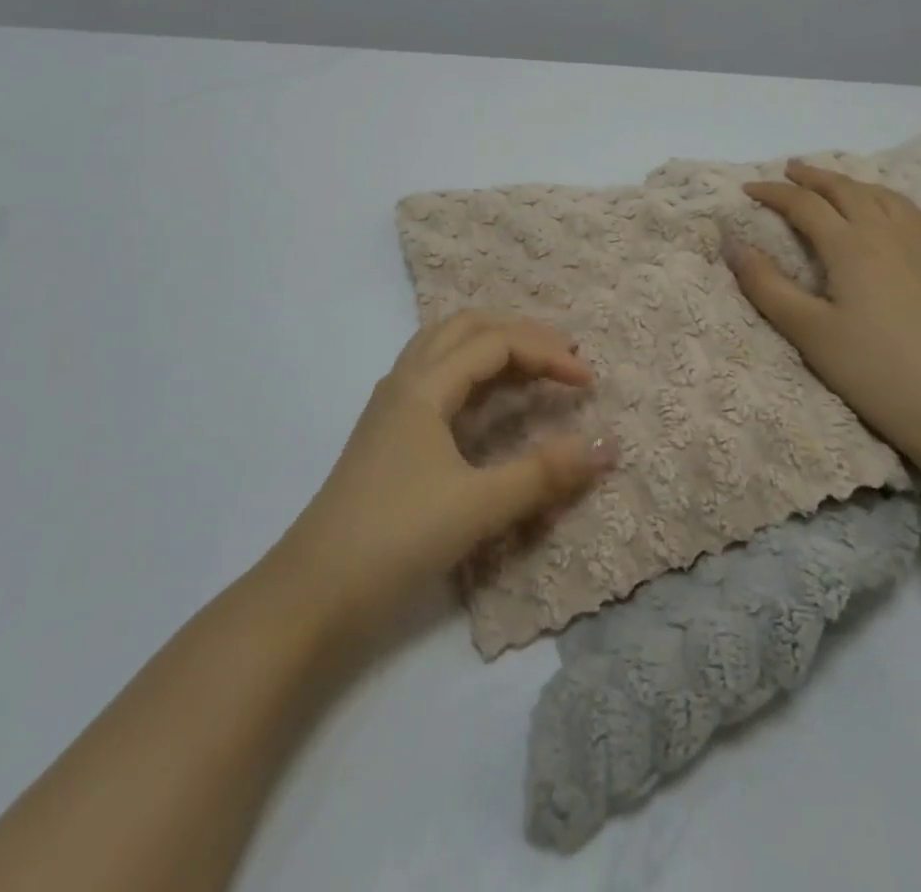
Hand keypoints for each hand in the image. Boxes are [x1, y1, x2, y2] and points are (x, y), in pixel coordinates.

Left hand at [269, 312, 615, 638]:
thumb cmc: (396, 538)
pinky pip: (434, 376)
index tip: (588, 382)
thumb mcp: (478, 506)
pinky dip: (470, 372)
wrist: (312, 593)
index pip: (495, 343)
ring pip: (444, 347)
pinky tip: (486, 401)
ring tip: (531, 366)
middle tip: (563, 356)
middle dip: (519, 333)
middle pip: (466, 328)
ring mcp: (391, 406)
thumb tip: (608, 444)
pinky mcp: (387, 433)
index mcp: (423, 386)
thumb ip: (544, 473)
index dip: (546, 354)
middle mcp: (404, 381)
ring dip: (491, 345)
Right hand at [725, 160, 920, 511]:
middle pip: (846, 190)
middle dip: (814, 177)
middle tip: (790, 171)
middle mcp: (887, 234)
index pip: (804, 204)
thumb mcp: (808, 332)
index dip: (774, 192)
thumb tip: (733, 245)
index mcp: (850, 246)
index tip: (749, 189)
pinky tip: (894, 210)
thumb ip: (766, 286)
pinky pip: (919, 216)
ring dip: (853, 183)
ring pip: (884, 197)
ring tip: (835, 183)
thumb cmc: (873, 371)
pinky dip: (894, 202)